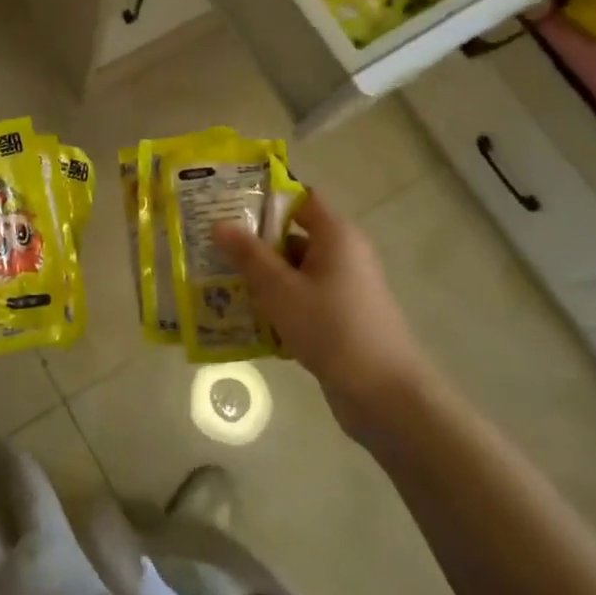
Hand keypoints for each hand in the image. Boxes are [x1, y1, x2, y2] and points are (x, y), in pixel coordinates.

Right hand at [214, 192, 429, 435]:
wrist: (384, 395)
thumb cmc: (332, 328)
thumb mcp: (281, 289)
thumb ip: (249, 255)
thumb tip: (219, 223)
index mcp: (336, 235)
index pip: (299, 199)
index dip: (264, 199)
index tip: (226, 206)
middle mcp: (343, 254)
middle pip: (293, 236)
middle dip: (253, 243)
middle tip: (211, 247)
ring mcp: (343, 288)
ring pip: (294, 271)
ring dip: (261, 278)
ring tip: (218, 283)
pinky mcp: (340, 317)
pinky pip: (302, 299)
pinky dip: (277, 304)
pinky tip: (245, 318)